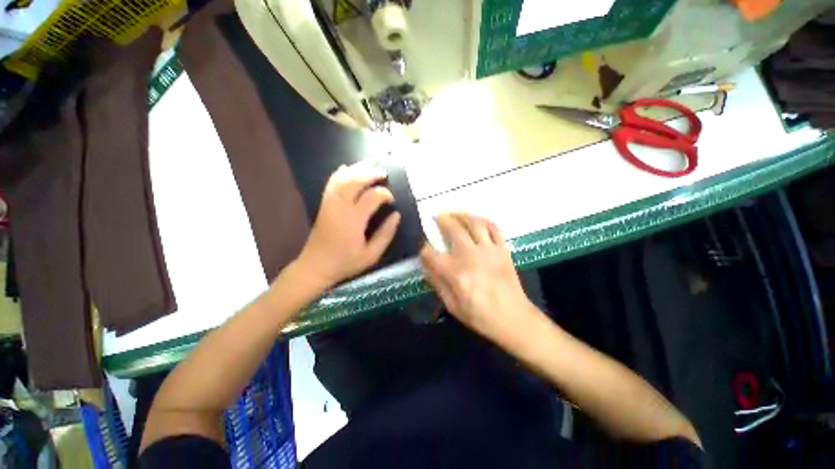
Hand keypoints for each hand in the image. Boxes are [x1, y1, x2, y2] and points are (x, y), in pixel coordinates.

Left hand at [297, 162, 400, 287]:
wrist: (316, 266)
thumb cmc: (345, 262)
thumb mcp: (371, 255)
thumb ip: (386, 234)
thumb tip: (397, 215)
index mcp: (354, 219)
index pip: (372, 196)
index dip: (385, 194)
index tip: (392, 200)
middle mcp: (340, 206)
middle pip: (355, 180)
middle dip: (371, 173)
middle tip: (384, 173)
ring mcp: (330, 203)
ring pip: (342, 178)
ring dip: (357, 169)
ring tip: (370, 165)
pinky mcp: (324, 204)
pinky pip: (331, 182)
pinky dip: (340, 173)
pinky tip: (348, 168)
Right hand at [420, 213, 537, 343]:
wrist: (513, 319)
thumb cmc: (480, 316)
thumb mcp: (452, 305)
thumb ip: (437, 283)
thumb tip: (426, 265)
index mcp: (455, 272)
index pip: (431, 253)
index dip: (424, 249)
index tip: (423, 247)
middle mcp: (470, 255)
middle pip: (453, 229)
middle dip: (442, 220)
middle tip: (437, 216)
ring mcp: (488, 250)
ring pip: (474, 223)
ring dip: (462, 215)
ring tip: (455, 214)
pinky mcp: (503, 250)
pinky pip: (494, 228)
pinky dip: (484, 220)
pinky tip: (477, 220)